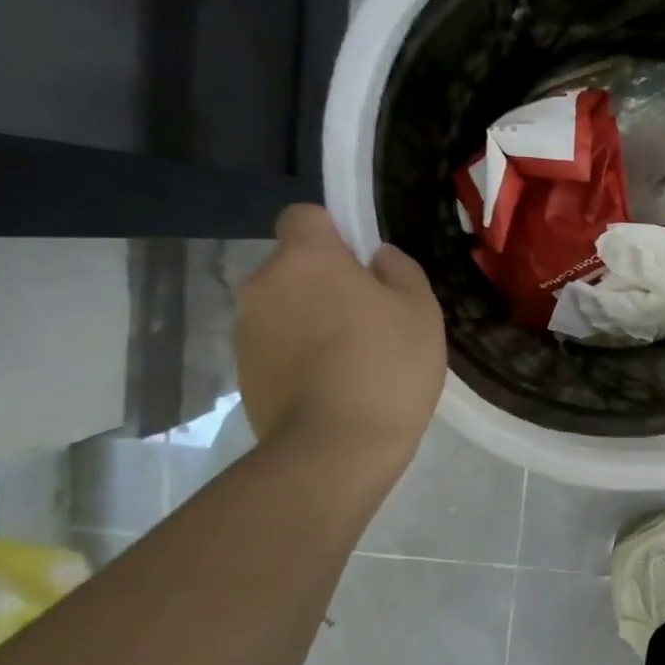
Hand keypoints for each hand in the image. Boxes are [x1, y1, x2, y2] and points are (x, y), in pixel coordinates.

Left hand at [235, 205, 446, 466]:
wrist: (336, 448)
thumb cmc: (388, 366)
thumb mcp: (421, 311)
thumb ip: (401, 271)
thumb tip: (377, 259)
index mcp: (307, 259)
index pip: (305, 216)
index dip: (334, 232)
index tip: (364, 264)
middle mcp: (264, 284)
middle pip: (295, 266)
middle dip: (325, 283)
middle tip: (370, 319)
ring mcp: (247, 330)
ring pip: (284, 307)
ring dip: (311, 320)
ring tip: (353, 360)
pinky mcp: (243, 372)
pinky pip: (277, 345)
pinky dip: (299, 355)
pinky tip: (333, 386)